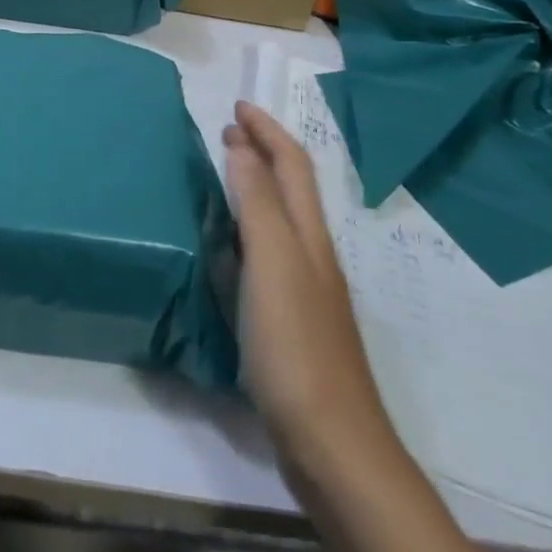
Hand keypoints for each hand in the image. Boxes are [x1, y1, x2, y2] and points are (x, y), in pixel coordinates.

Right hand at [223, 101, 400, 480]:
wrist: (332, 444)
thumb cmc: (296, 344)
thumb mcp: (273, 262)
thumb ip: (258, 201)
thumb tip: (242, 146)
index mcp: (307, 235)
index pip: (291, 164)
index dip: (267, 130)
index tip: (236, 106)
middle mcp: (310, 254)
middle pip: (290, 188)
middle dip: (261, 152)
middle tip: (225, 133)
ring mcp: (302, 290)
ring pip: (278, 220)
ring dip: (253, 187)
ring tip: (220, 176)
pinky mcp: (288, 321)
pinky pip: (264, 254)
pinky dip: (245, 231)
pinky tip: (223, 248)